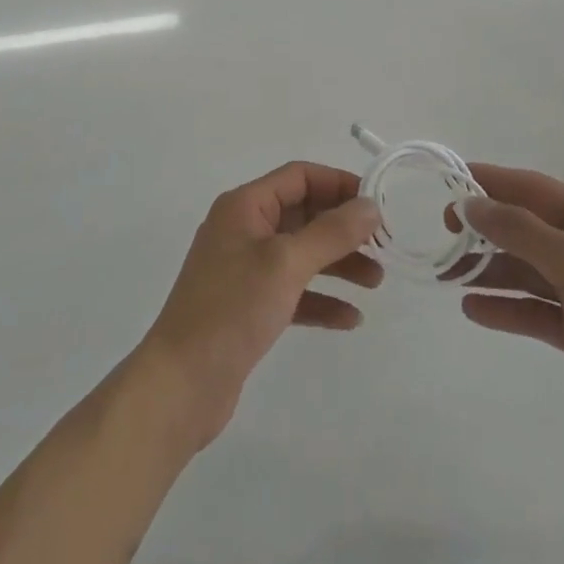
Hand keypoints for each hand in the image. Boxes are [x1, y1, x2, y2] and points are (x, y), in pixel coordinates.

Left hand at [138, 162, 382, 451]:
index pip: (299, 177)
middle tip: (383, 246)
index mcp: (245, 206)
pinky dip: (320, 299)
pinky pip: (293, 291)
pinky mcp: (248, 307)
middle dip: (343, 229)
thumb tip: (370, 205)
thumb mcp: (286, 263)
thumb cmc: (232, 310)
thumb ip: (331, 232)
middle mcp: (244, 229)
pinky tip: (350, 319)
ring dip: (338, 264)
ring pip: (301, 254)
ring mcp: (245, 269)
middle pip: (303, 214)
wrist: (180, 386)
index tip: (377, 203)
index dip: (339, 184)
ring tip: (376, 282)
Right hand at [459, 165, 563, 477]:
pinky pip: (531, 309)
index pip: (534, 189)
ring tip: (447, 275)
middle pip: (525, 228)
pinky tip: (472, 310)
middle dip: (485, 229)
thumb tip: (470, 203)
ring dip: (488, 270)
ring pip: (524, 269)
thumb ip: (520, 231)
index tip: (450, 180)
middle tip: (443, 233)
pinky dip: (504, 307)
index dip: (492, 182)